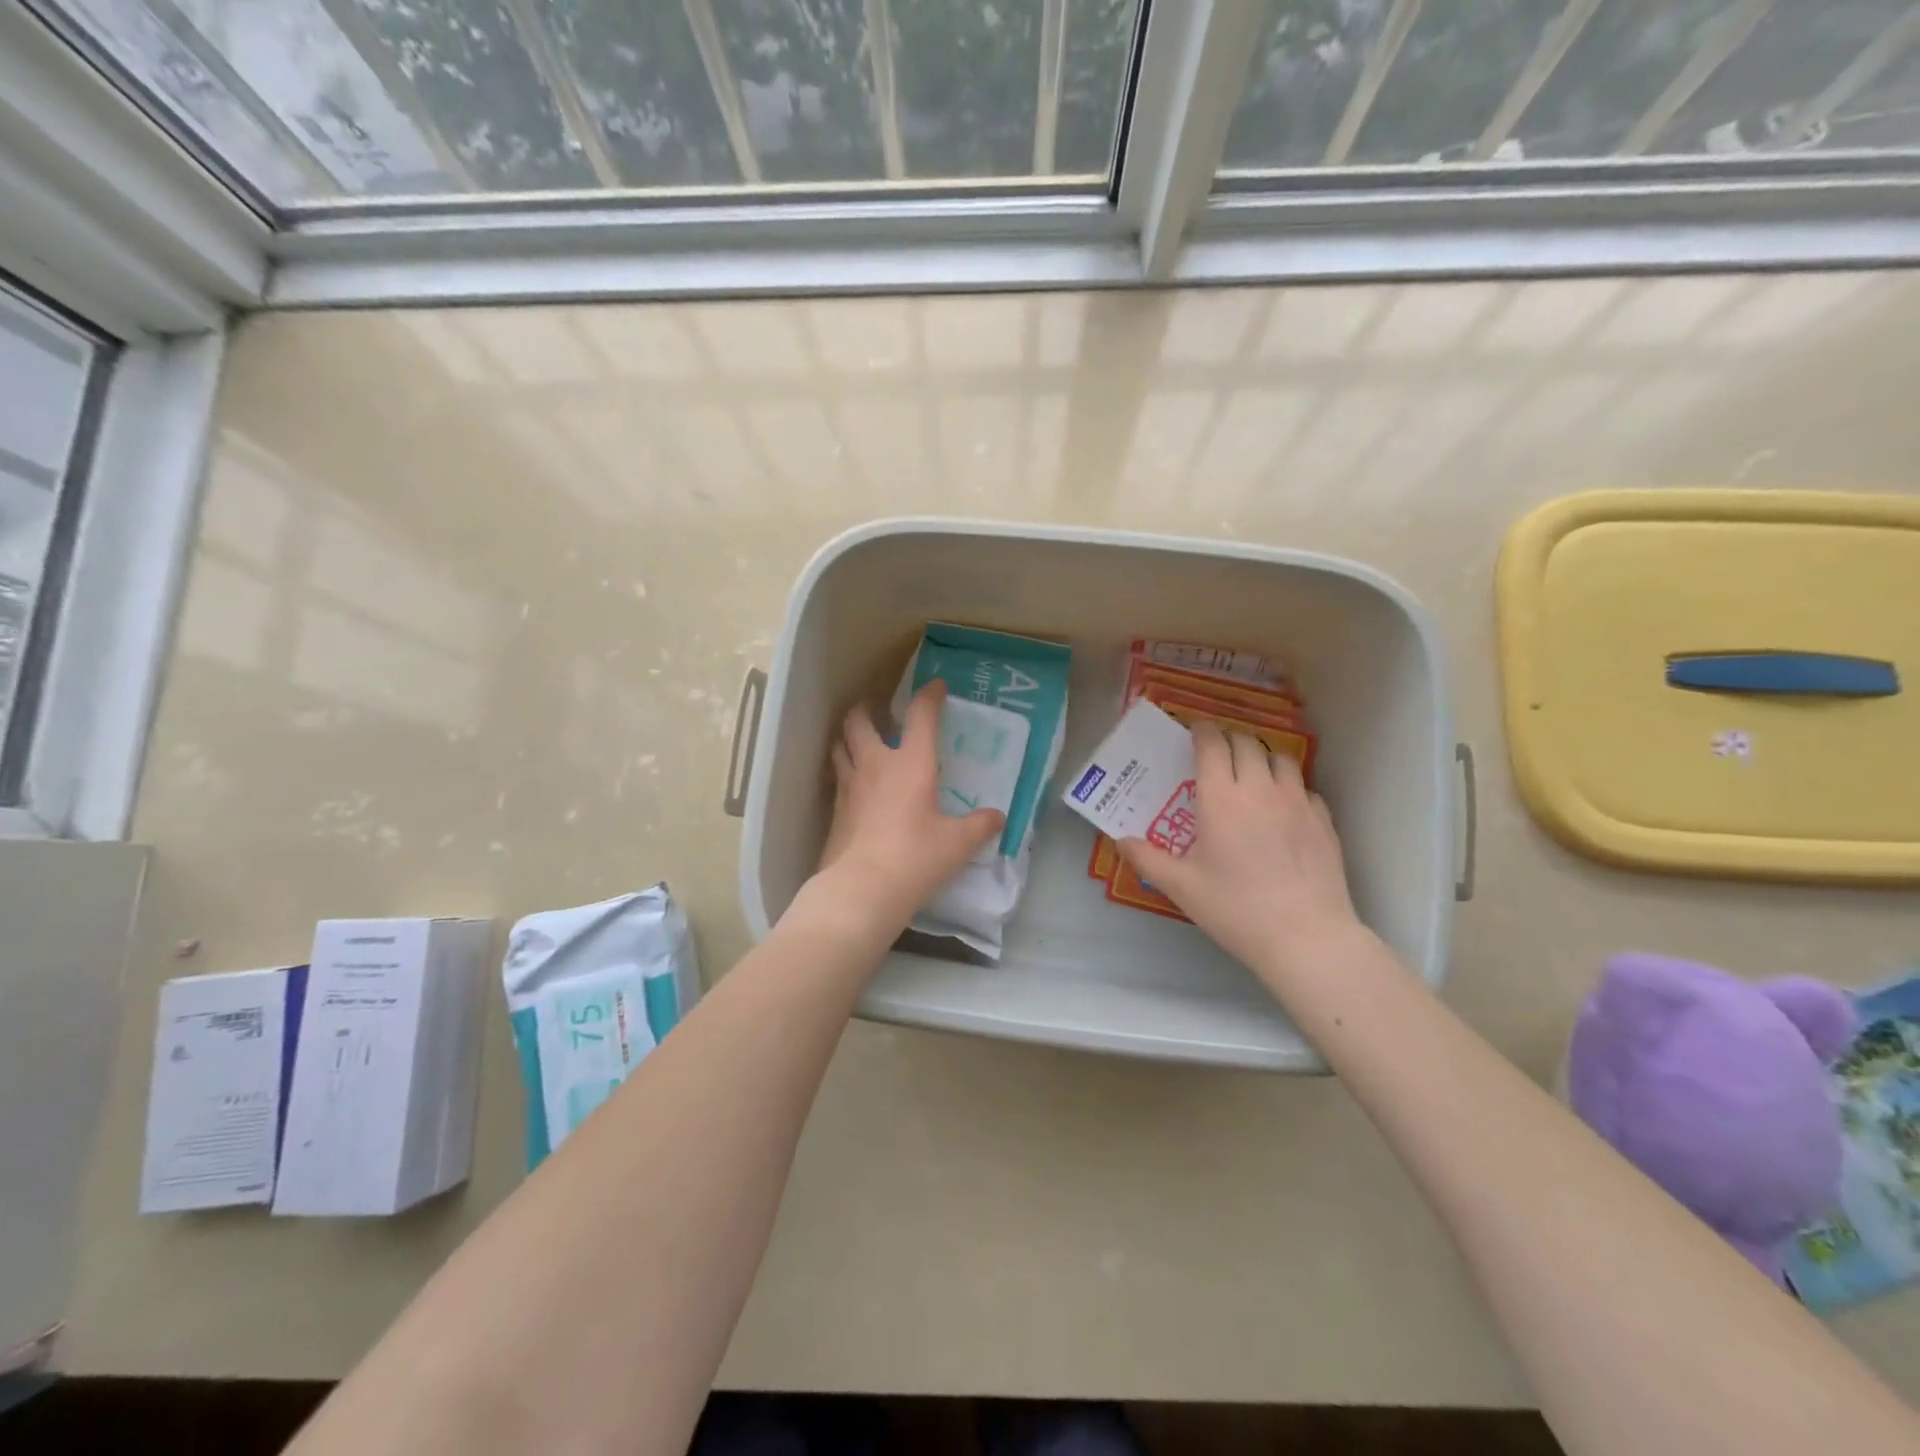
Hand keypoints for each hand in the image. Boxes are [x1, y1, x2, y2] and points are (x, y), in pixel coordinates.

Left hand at [811, 679, 1004, 933]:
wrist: (862, 889)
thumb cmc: (916, 858)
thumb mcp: (958, 844)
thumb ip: (980, 826)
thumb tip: (997, 817)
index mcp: (911, 763)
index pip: (921, 716)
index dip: (929, 696)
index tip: (936, 686)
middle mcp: (875, 765)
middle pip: (859, 721)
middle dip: (867, 708)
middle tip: (877, 709)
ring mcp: (849, 786)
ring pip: (839, 745)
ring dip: (848, 736)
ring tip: (858, 739)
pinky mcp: (835, 811)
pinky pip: (837, 777)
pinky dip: (844, 770)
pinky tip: (854, 784)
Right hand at [1119, 723, 1362, 986]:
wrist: (1305, 936)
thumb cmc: (1235, 908)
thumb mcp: (1181, 887)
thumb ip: (1147, 859)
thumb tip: (1121, 841)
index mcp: (1220, 799)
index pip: (1212, 744)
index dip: (1202, 731)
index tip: (1194, 730)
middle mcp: (1259, 789)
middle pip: (1246, 743)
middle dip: (1229, 739)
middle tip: (1217, 752)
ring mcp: (1297, 801)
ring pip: (1280, 758)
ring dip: (1261, 758)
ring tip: (1251, 773)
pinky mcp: (1323, 820)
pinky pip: (1304, 788)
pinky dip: (1289, 787)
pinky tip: (1283, 809)